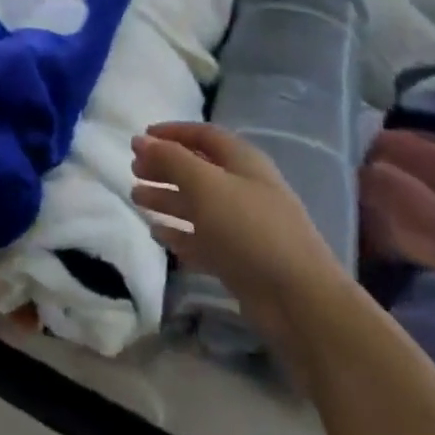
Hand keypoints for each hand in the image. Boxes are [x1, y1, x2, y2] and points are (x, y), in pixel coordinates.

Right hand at [131, 123, 349, 343]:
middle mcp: (243, 188)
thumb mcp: (205, 184)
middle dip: (165, 167)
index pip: (204, 135)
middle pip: (198, 169)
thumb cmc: (250, 229)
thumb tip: (139, 140)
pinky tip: (157, 233)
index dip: (172, 132)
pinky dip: (180, 233)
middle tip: (134, 170)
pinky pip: (202, 239)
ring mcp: (243, 226)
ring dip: (167, 198)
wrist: (300, 302)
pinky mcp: (239, 260)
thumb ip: (170, 159)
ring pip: (197, 205)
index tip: (141, 139)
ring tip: (136, 198)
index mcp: (242, 162)